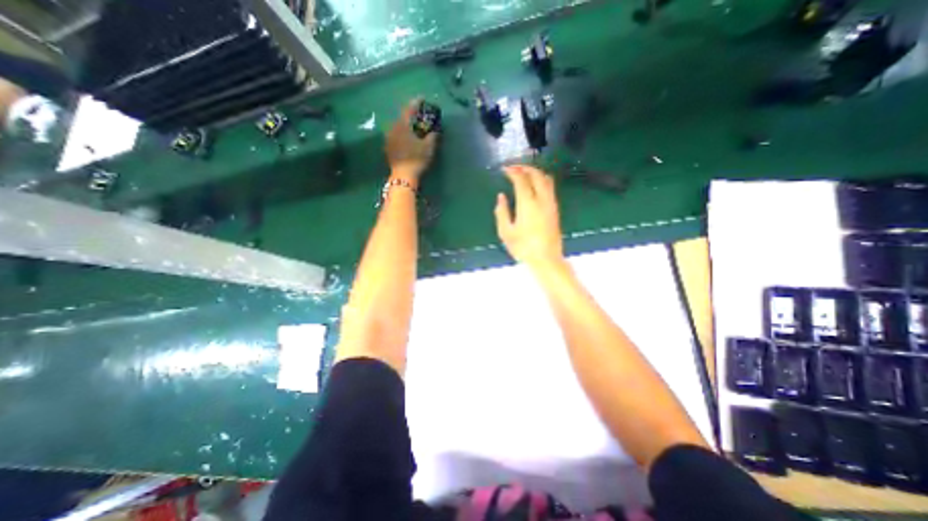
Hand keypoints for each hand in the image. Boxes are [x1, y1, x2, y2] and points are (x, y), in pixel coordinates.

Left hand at [387, 100, 439, 185]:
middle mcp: (393, 128)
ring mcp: (389, 138)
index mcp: (403, 125)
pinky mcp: (388, 148)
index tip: (422, 98)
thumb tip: (435, 130)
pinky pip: (395, 136)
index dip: (416, 102)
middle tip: (419, 116)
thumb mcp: (429, 147)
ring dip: (405, 126)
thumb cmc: (417, 159)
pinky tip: (406, 139)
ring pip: (398, 127)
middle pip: (402, 117)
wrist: (403, 176)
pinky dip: (401, 134)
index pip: (409, 109)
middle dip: (411, 115)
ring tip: (413, 128)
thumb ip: (432, 136)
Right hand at [492, 165, 565, 271]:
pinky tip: (534, 186)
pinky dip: (541, 180)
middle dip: (525, 167)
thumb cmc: (523, 248)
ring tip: (524, 174)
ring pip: (546, 179)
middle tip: (514, 168)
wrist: (546, 259)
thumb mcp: (506, 232)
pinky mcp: (555, 209)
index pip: (521, 179)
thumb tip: (501, 197)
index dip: (512, 171)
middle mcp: (542, 199)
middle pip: (536, 174)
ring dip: (535, 172)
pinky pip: (550, 188)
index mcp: (528, 204)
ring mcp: (551, 204)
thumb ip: (502, 212)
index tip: (504, 169)